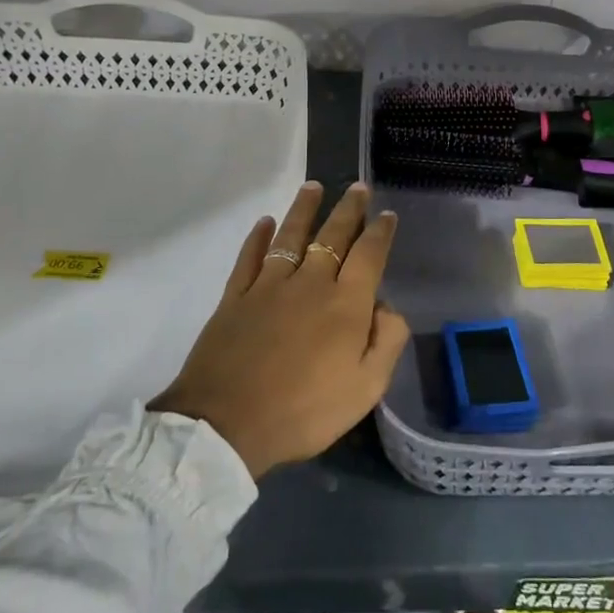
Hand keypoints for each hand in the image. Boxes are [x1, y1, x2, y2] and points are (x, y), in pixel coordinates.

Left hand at [150, 182, 409, 478]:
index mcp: (346, 304)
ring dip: (304, 209)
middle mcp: (310, 283)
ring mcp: (269, 286)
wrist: (226, 425)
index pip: (369, 255)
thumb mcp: (366, 389)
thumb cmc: (304, 411)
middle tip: (358, 187)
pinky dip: (257, 237)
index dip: (380, 232)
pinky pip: (249, 258)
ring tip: (313, 187)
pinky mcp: (235, 297)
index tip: (387, 214)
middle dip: (348, 209)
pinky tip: (264, 222)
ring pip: (290, 236)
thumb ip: (386, 341)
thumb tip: (386, 306)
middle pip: (332, 236)